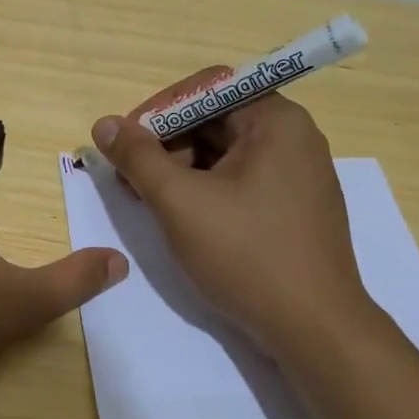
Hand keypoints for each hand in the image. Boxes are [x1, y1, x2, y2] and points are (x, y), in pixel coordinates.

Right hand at [90, 77, 379, 366]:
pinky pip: (239, 180)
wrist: (314, 329)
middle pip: (215, 119)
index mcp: (276, 121)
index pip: (207, 88)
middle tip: (129, 177)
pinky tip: (180, 215)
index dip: (160, 109)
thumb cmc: (247, 255)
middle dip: (166, 143)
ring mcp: (297, 175)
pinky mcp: (293, 207)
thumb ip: (138, 158)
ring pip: (224, 153)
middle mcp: (293, 138)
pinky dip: (204, 189)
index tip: (126, 141)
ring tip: (148, 200)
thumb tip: (104, 124)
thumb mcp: (180, 202)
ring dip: (180, 168)